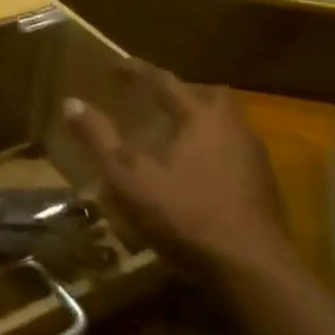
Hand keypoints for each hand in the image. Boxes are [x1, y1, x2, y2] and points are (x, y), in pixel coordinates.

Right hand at [64, 63, 295, 288]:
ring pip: (227, 125)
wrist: (251, 269)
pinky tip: (195, 173)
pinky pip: (234, 152)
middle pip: (210, 96)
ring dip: (201, 122)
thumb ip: (99, 138)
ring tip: (173, 137)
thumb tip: (71, 103)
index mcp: (201, 118)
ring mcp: (255, 159)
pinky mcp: (264, 188)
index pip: (166, 82)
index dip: (139, 72)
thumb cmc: (184, 213)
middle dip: (182, 93)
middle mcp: (234, 129)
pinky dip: (213, 150)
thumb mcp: (128, 176)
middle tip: (156, 101)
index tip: (118, 66)